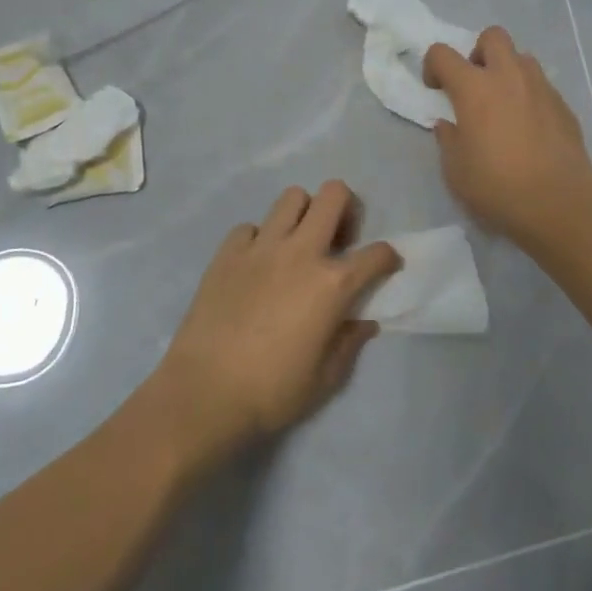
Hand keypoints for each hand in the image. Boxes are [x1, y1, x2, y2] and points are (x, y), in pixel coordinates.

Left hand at [154, 180, 399, 458]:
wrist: (203, 395)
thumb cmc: (272, 392)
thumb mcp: (325, 378)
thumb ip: (350, 343)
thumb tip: (364, 323)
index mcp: (333, 284)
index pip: (377, 253)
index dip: (389, 258)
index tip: (386, 267)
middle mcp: (301, 252)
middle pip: (334, 195)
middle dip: (347, 208)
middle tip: (339, 239)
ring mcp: (261, 247)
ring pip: (292, 197)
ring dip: (304, 214)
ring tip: (298, 243)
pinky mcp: (227, 253)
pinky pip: (250, 227)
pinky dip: (259, 238)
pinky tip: (257, 264)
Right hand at [423, 27, 591, 244]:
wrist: (558, 204)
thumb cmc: (497, 187)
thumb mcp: (455, 170)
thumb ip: (448, 139)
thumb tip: (449, 125)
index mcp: (474, 88)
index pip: (443, 53)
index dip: (433, 66)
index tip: (436, 90)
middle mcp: (509, 76)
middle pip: (492, 36)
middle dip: (478, 52)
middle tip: (475, 85)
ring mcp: (541, 88)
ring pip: (522, 58)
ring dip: (507, 72)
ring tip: (504, 106)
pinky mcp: (564, 105)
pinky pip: (542, 86)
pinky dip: (529, 96)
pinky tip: (529, 129)